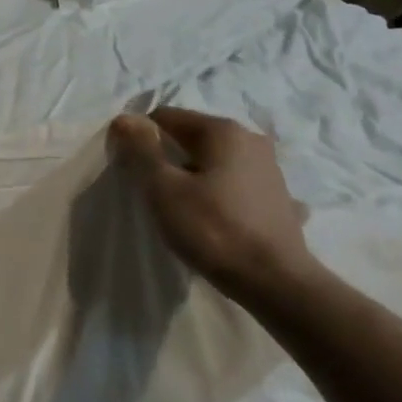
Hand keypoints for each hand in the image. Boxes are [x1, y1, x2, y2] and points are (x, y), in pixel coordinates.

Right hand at [109, 107, 322, 307]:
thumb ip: (141, 149)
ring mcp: (269, 169)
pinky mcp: (277, 198)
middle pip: (190, 137)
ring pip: (212, 161)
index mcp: (223, 131)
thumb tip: (124, 119)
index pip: (164, 117)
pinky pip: (233, 184)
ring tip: (181, 208)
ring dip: (191, 176)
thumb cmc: (213, 230)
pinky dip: (217, 192)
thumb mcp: (163, 188)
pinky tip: (213, 217)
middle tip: (153, 192)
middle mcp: (250, 140)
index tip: (131, 170)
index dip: (140, 139)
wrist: (277, 284)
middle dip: (167, 158)